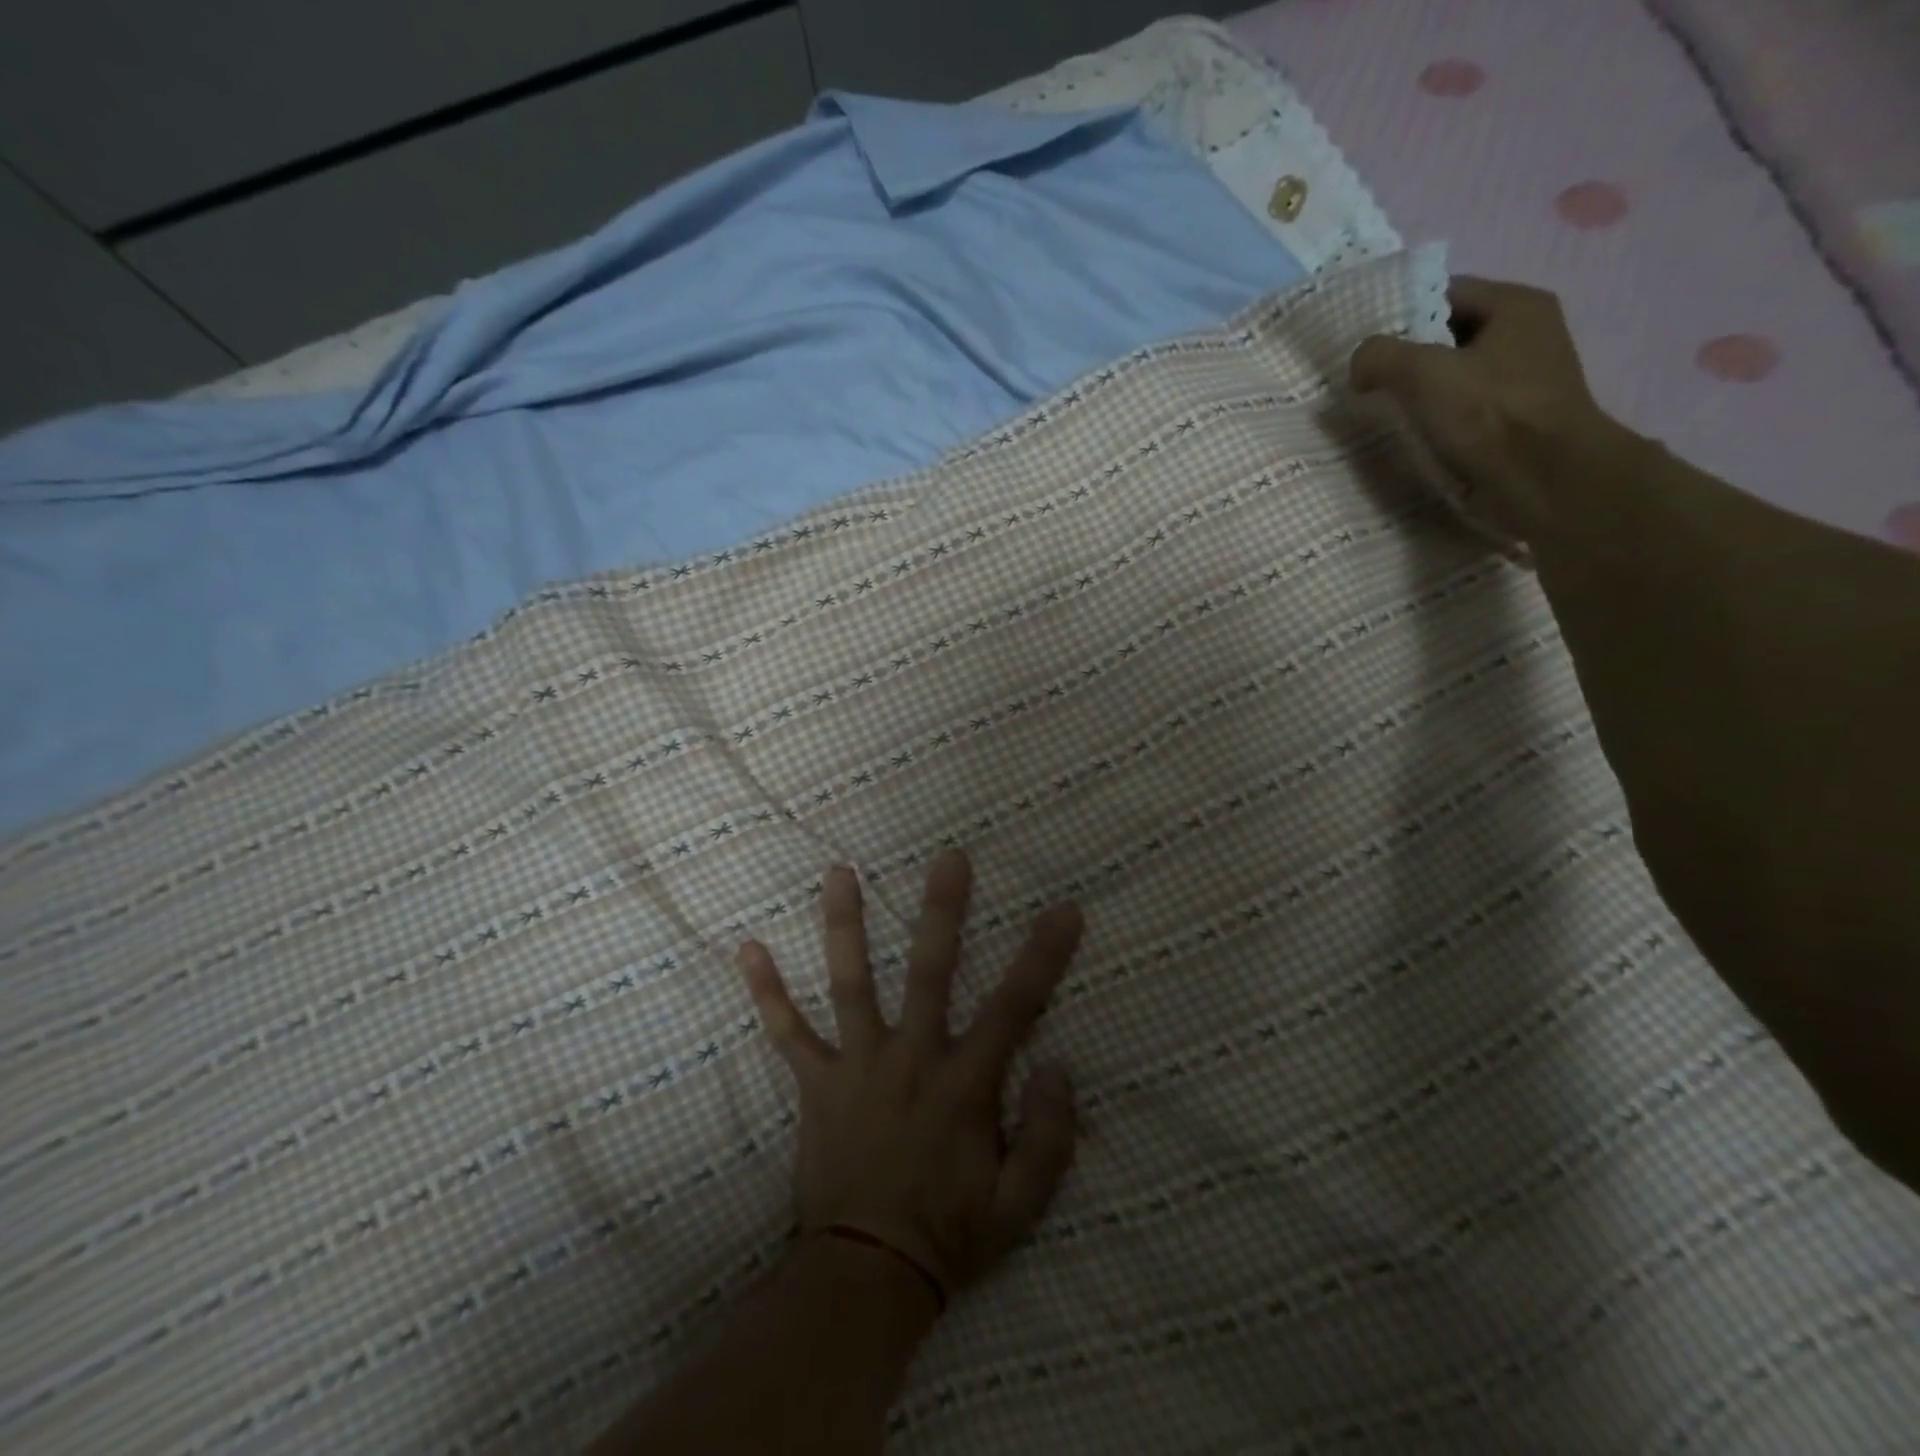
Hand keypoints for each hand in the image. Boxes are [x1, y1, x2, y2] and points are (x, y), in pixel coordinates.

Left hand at [738, 850, 1084, 1298]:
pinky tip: (747, 950)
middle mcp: (911, 1059)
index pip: (1016, 1007)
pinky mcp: (817, 1085)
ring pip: (852, 984)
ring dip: (846, 926)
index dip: (1044, 956)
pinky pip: (788, 1035)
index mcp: (965, 1084)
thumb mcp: (1022, 1204)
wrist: (867, 1276)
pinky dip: (767, 994)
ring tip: (838, 872)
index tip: (1064, 909)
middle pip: (931, 973)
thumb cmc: (951, 1236)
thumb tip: (1058, 1065)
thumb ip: (1050, 1137)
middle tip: (948, 858)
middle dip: (942, 913)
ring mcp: (858, 1067)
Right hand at [1349, 277, 1617, 542]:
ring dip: (1419, 391)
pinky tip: (1412, 434)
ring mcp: (1523, 380)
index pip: (1446, 292)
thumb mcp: (1421, 373)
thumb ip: (1380, 356)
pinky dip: (1436, 418)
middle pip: (1449, 334)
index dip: (1402, 312)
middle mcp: (1527, 334)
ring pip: (1455, 374)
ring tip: (1382, 410)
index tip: (1366, 344)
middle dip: (1407, 355)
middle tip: (1367, 379)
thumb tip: (1361, 364)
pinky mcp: (1514, 421)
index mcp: (1516, 305)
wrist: (1543, 481)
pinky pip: (1464, 408)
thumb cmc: (1488, 415)